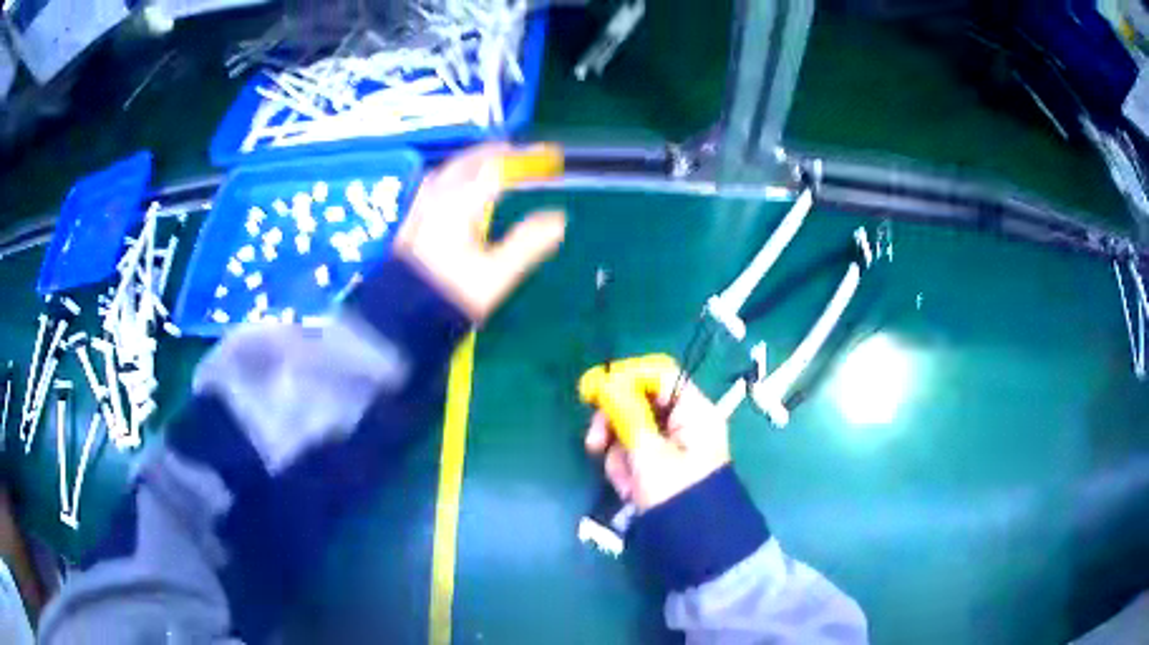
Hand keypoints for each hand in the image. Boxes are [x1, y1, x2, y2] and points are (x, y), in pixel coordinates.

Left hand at [394, 143, 566, 321]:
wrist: (402, 318)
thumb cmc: (452, 295)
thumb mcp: (497, 274)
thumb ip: (528, 242)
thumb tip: (559, 218)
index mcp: (460, 204)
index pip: (496, 168)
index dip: (525, 159)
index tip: (549, 156)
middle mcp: (437, 197)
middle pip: (469, 161)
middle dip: (497, 152)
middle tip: (521, 153)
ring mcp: (420, 207)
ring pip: (450, 169)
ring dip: (474, 160)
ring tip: (492, 162)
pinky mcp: (411, 221)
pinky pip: (436, 182)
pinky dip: (455, 174)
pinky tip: (457, 185)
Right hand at [582, 355, 730, 510]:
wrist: (693, 544)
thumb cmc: (674, 493)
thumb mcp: (647, 451)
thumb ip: (625, 413)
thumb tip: (606, 383)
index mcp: (693, 411)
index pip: (659, 374)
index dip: (627, 376)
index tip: (596, 390)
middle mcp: (685, 422)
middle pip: (641, 403)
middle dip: (615, 424)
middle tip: (594, 443)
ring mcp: (673, 446)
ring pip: (632, 431)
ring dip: (620, 454)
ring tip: (626, 481)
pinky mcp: (662, 466)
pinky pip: (635, 455)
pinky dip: (627, 469)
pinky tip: (630, 489)